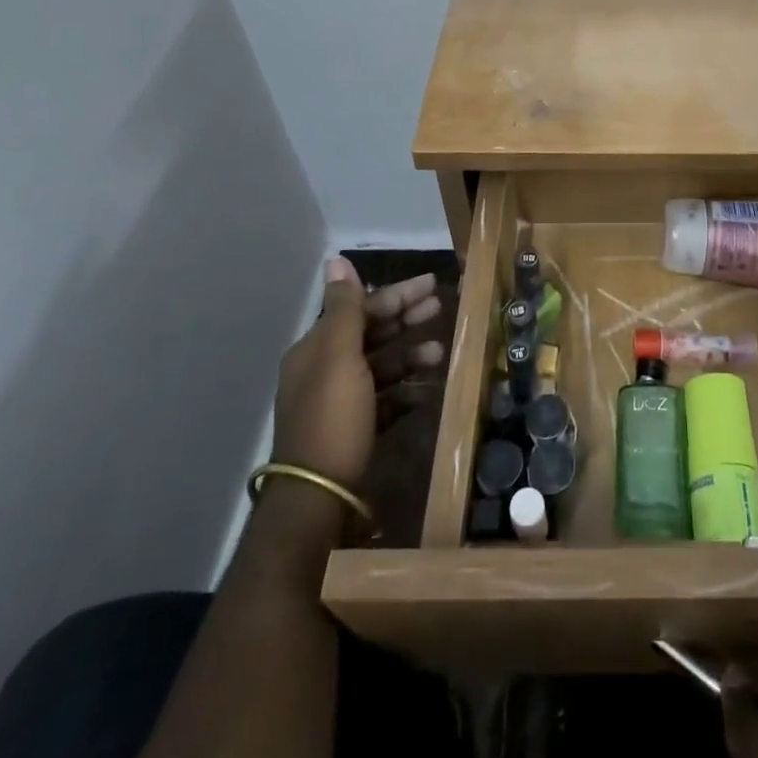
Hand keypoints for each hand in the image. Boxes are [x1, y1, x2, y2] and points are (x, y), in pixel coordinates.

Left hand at [270, 258, 444, 488]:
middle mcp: (325, 371)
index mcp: (317, 349)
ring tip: (440, 354)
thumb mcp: (339, 356)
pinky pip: (384, 402)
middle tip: (440, 307)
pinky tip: (427, 392)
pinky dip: (405, 393)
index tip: (431, 284)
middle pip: (371, 335)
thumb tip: (335, 259)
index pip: (359, 309)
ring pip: (380, 368)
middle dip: (405, 319)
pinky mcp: (354, 432)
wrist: (317, 498)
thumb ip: (344, 308)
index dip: (395, 294)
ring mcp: (339, 404)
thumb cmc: (332, 418)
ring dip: (410, 356)